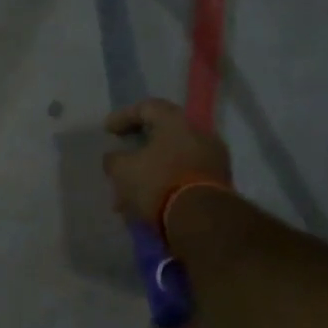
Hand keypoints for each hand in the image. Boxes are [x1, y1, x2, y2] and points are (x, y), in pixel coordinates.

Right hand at [102, 99, 231, 227]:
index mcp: (177, 122)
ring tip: (131, 188)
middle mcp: (200, 134)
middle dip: (140, 147)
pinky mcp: (220, 184)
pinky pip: (185, 176)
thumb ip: (114, 159)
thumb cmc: (158, 183)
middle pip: (164, 133)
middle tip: (122, 157)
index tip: (108, 132)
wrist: (202, 220)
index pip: (147, 107)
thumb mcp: (122, 170)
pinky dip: (166, 183)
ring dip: (152, 169)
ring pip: (174, 158)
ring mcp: (214, 159)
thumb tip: (115, 158)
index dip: (123, 117)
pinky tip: (149, 200)